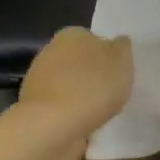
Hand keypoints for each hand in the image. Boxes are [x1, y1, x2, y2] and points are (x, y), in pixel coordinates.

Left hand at [9, 28, 133, 159]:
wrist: (54, 125)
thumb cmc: (93, 85)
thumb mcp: (122, 60)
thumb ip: (122, 47)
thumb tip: (118, 42)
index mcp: (72, 34)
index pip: (94, 39)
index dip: (109, 55)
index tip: (119, 73)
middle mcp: (51, 51)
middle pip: (81, 62)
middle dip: (94, 75)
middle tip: (114, 92)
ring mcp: (40, 79)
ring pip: (70, 84)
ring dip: (84, 95)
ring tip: (103, 112)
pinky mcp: (36, 106)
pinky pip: (63, 106)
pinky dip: (74, 113)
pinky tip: (86, 123)